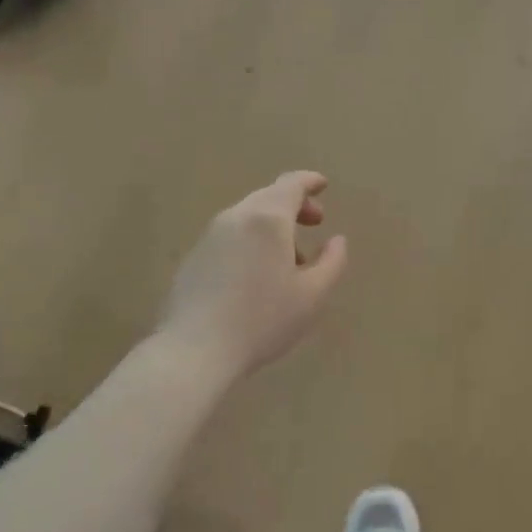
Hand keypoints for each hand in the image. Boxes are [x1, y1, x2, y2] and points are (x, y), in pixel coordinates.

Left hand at [157, 172, 348, 381]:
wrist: (196, 349)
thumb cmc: (263, 319)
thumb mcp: (313, 295)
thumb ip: (332, 262)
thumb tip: (337, 240)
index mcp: (267, 219)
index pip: (291, 185)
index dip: (309, 182)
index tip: (323, 185)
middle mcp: (236, 217)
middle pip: (268, 197)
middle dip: (294, 204)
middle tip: (315, 223)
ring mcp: (210, 236)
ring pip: (248, 217)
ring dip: (273, 226)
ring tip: (291, 259)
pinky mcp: (194, 257)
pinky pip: (231, 235)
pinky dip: (252, 240)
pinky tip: (259, 274)